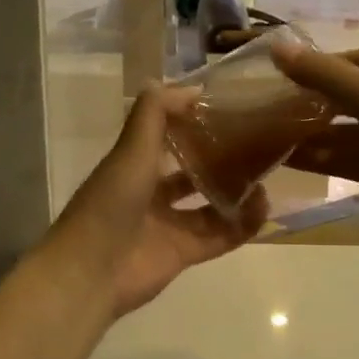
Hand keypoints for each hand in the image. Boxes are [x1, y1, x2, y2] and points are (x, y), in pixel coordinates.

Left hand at [42, 84, 267, 319]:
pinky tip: (264, 208)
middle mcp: (152, 193)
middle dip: (222, 159)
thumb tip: (188, 86)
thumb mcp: (131, 150)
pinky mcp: (183, 254)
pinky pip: (219, 236)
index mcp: (134, 165)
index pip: (168, 136)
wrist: (91, 272)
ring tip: (267, 178)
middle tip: (257, 145)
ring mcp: (169, 225)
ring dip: (237, 193)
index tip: (229, 108)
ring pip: (211, 205)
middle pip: (193, 171)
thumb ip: (154, 114)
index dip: (194, 121)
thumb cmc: (109, 204)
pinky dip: (241, 225)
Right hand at [270, 44, 358, 228]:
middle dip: (299, 108)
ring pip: (335, 134)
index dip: (302, 71)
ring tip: (260, 143)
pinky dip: (318, 161)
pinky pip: (344, 161)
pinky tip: (285, 163)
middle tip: (255, 117)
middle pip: (332, 102)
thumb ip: (321, 74)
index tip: (265, 81)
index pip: (335, 65)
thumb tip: (275, 46)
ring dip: (303, 137)